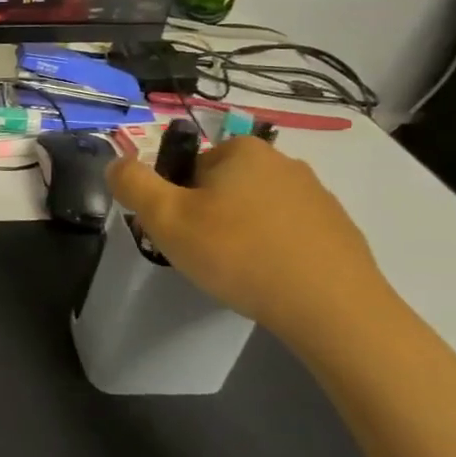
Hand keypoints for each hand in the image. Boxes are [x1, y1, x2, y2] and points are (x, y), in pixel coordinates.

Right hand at [106, 136, 387, 342]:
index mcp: (241, 150)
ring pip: (255, 212)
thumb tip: (117, 163)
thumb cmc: (238, 254)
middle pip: (221, 188)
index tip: (179, 237)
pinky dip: (273, 252)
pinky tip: (271, 281)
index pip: (187, 168)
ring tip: (238, 274)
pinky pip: (288, 234)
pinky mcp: (338, 229)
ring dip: (240, 236)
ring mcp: (316, 195)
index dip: (174, 203)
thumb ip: (132, 184)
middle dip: (207, 218)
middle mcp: (282, 161)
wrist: (331, 307)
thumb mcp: (166, 218)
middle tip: (203, 258)